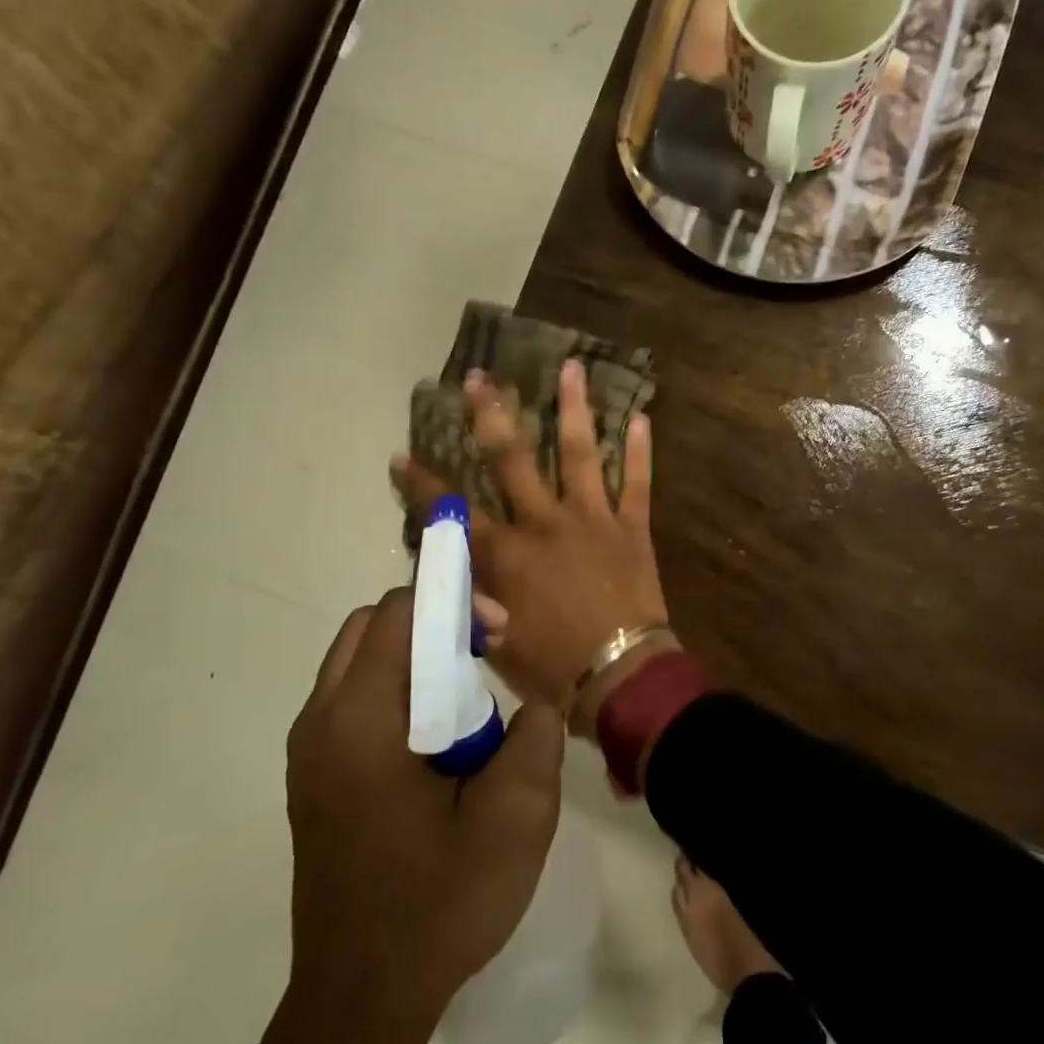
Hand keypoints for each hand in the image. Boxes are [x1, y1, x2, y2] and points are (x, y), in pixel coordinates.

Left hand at [263, 588, 563, 1043]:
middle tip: (484, 657)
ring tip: (466, 705)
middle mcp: (320, 723)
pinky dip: (396, 693)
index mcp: (360, 722)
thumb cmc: (438, 906)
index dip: (452, 601)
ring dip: (415, 659)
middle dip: (432, 623)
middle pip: (371, 628)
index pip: (397, 613)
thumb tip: (531, 705)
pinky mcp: (312, 778)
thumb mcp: (515, 820)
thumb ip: (535, 739)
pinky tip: (436, 744)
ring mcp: (308, 752)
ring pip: (360, 663)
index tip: (499, 633)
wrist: (361, 1002)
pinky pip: (353, 702)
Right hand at [391, 359, 669, 733]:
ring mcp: (592, 518)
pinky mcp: (632, 526)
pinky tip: (641, 417)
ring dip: (574, 408)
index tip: (402, 455)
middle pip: (511, 458)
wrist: (621, 675)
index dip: (422, 484)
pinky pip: (638, 481)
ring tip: (571, 367)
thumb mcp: (494, 638)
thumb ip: (474, 595)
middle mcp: (544, 522)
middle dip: (491, 415)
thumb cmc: (552, 666)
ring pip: (579, 452)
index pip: (452, 511)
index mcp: (506, 553)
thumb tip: (455, 569)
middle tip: (480, 377)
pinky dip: (640, 451)